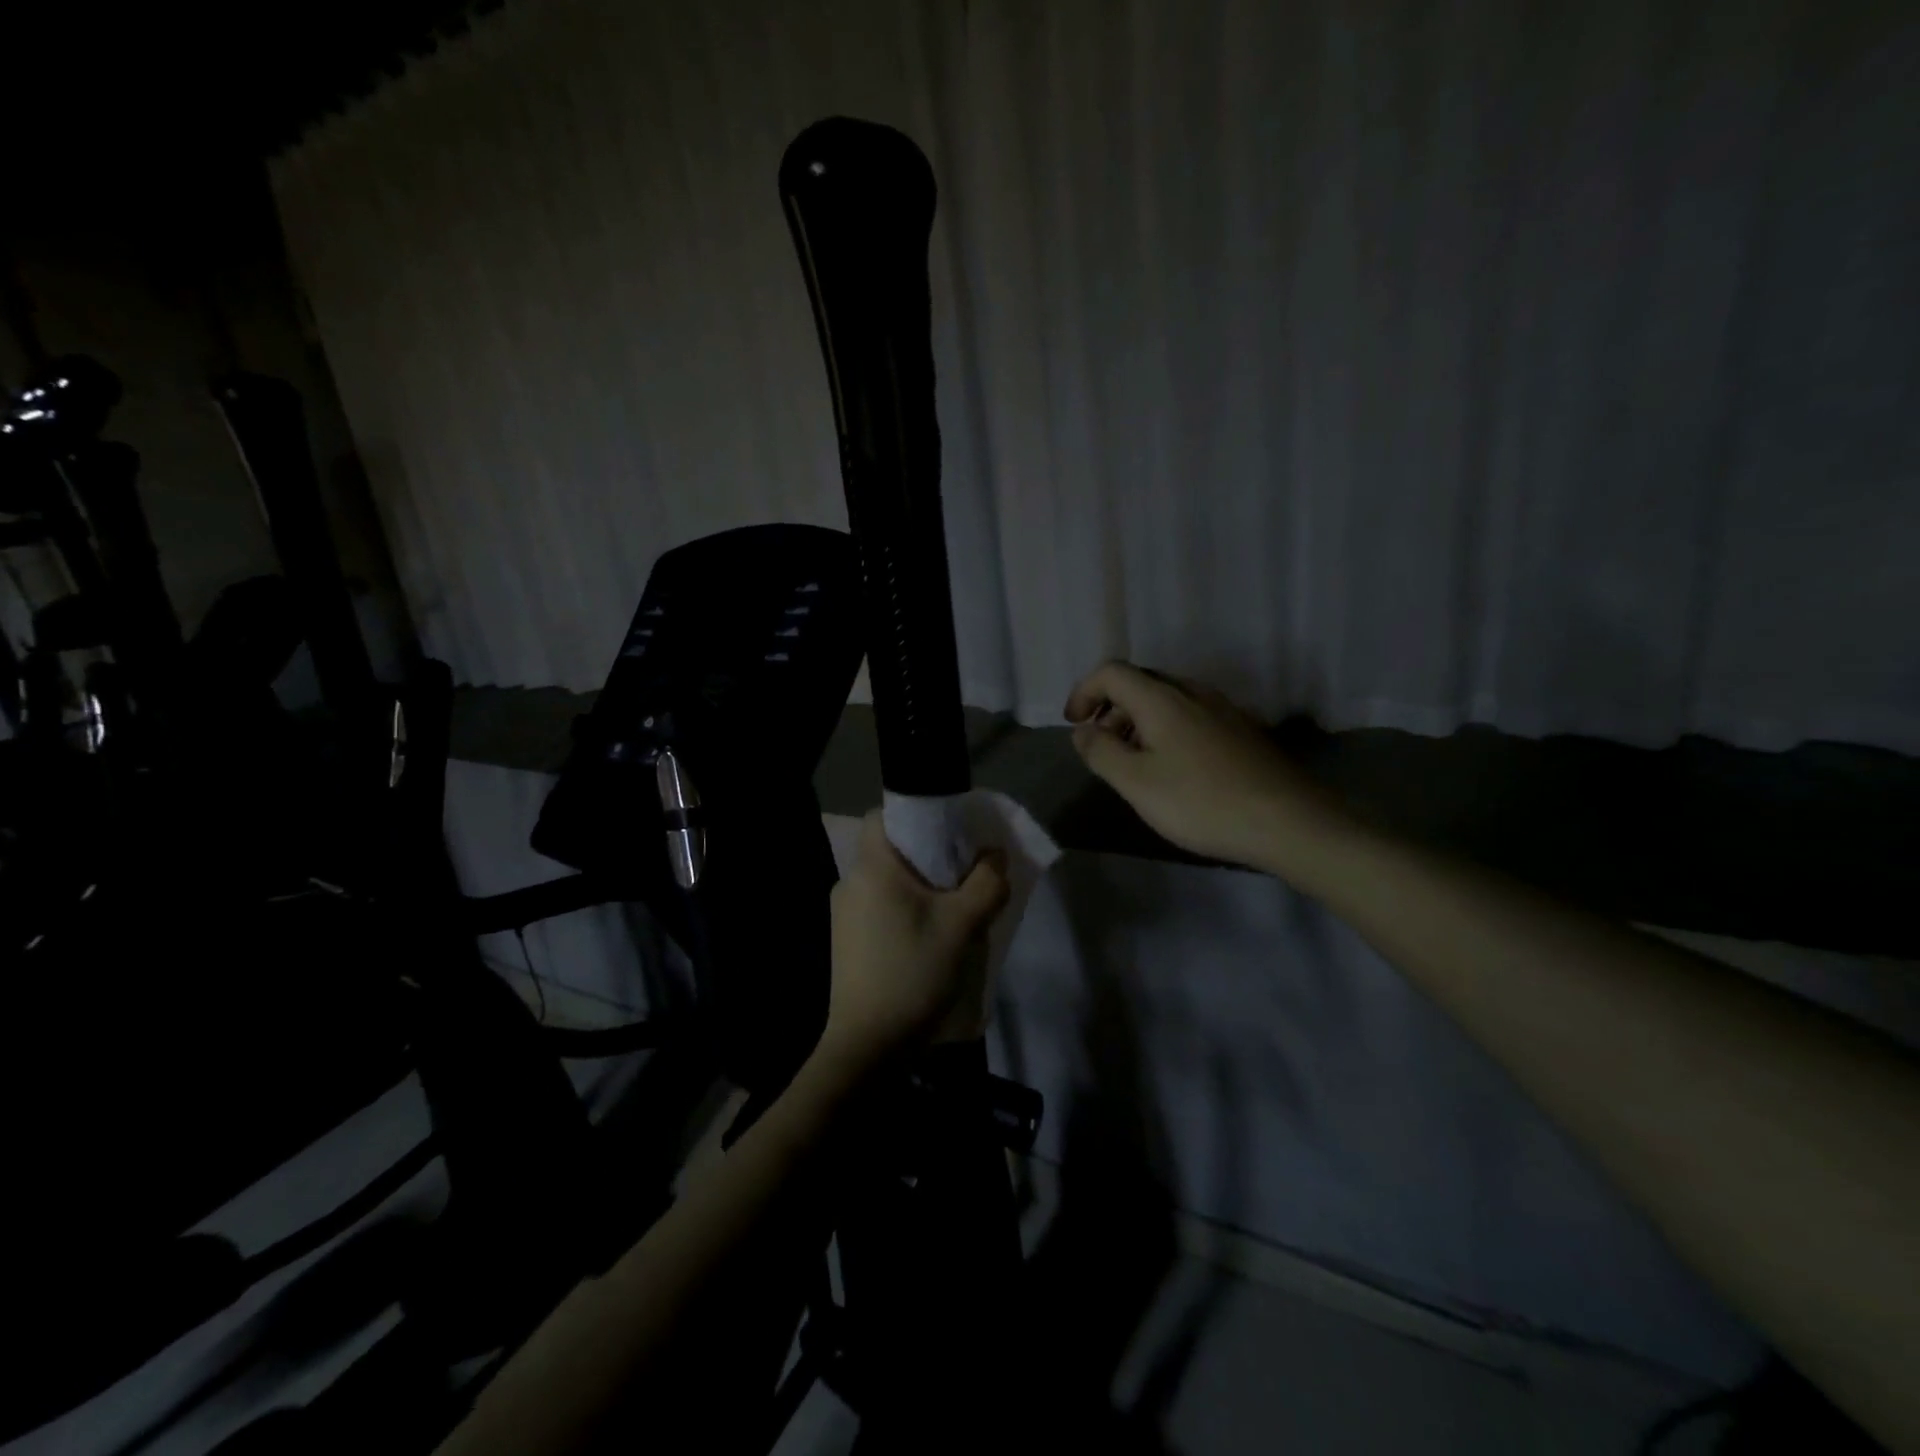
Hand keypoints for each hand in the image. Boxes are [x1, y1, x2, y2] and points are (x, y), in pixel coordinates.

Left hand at [821, 812, 1009, 1069]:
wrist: (867, 1045)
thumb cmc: (912, 973)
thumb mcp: (961, 926)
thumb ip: (986, 884)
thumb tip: (995, 856)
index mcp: (871, 869)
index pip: (881, 816)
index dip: (913, 816)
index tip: (946, 832)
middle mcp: (850, 883)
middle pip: (889, 850)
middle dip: (926, 855)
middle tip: (962, 870)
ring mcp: (843, 914)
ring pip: (885, 882)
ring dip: (917, 887)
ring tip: (951, 906)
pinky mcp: (845, 941)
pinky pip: (878, 907)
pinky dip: (903, 909)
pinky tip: (927, 936)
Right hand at [1064, 661, 1349, 870]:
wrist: (1288, 821)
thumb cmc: (1201, 802)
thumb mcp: (1136, 783)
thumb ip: (1101, 752)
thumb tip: (1082, 731)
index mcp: (1161, 698)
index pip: (1111, 672)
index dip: (1084, 691)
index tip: (1073, 724)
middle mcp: (1192, 692)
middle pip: (1140, 683)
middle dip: (1110, 708)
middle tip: (1099, 745)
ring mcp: (1222, 709)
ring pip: (1167, 700)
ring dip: (1138, 721)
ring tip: (1131, 761)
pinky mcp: (1241, 731)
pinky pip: (1190, 716)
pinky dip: (1165, 730)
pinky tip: (1172, 768)